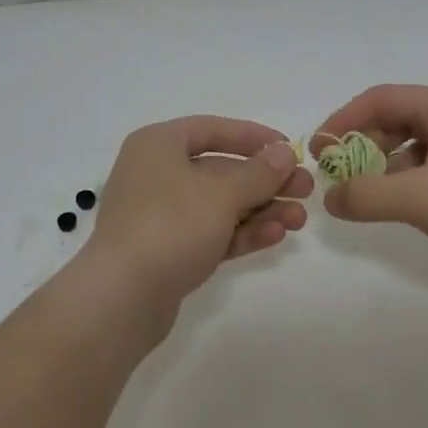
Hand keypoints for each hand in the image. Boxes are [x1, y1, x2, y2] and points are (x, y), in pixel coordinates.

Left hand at [86, 116, 312, 308]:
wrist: (121, 297)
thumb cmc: (170, 226)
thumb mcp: (220, 194)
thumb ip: (258, 172)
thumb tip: (284, 152)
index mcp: (158, 145)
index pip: (212, 129)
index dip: (253, 137)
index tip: (290, 149)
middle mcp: (156, 174)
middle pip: (219, 170)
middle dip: (265, 181)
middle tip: (306, 191)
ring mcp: (160, 215)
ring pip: (218, 205)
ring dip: (260, 210)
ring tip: (299, 220)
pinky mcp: (167, 251)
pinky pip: (210, 233)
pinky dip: (241, 233)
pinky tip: (275, 236)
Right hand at [314, 84, 427, 300]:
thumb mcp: (419, 199)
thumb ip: (365, 196)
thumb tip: (330, 198)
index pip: (377, 98)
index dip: (341, 121)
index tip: (318, 151)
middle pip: (392, 119)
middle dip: (360, 144)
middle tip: (336, 175)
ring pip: (411, 146)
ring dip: (381, 166)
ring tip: (362, 195)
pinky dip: (406, 183)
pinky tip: (401, 208)